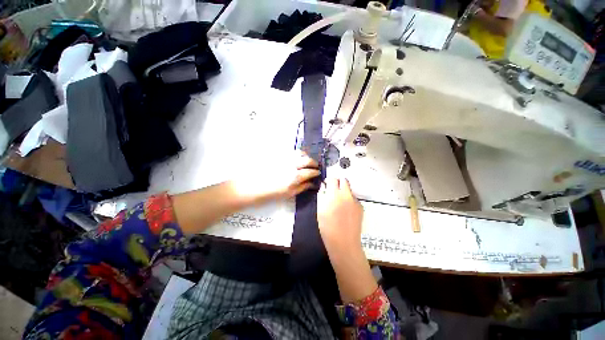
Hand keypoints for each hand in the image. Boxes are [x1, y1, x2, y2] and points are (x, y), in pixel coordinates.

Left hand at [231, 151, 319, 204]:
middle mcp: (292, 165)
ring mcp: (285, 158)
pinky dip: (297, 153)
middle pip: (308, 160)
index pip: (311, 171)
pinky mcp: (279, 155)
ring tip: (306, 161)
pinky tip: (297, 158)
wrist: (251, 186)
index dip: (316, 172)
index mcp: (295, 177)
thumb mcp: (288, 194)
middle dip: (314, 163)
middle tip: (314, 167)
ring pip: (300, 153)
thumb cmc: (270, 194)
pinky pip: (291, 151)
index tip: (318, 173)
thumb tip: (312, 183)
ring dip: (306, 156)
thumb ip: (302, 187)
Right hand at [317, 177, 363, 252]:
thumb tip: (324, 186)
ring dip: (344, 192)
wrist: (343, 242)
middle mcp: (346, 194)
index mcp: (334, 194)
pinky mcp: (361, 207)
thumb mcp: (320, 210)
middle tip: (334, 191)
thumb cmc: (327, 227)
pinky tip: (346, 212)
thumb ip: (322, 195)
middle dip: (338, 183)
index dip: (329, 180)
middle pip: (344, 180)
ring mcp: (355, 201)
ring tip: (340, 204)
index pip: (333, 179)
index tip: (327, 185)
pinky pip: (354, 199)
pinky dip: (349, 201)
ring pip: (349, 190)